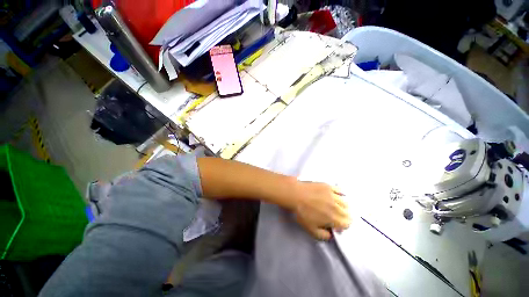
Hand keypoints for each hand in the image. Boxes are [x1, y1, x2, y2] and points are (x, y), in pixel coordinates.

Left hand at [291, 182, 350, 240]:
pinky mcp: (329, 186)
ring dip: (342, 206)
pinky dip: (340, 194)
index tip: (336, 224)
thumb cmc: (302, 212)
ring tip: (334, 206)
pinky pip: (340, 190)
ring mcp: (333, 195)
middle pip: (348, 213)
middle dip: (343, 216)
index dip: (342, 225)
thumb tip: (331, 235)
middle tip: (334, 215)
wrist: (295, 195)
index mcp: (334, 219)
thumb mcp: (311, 230)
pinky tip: (335, 195)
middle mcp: (337, 207)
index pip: (347, 224)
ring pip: (345, 202)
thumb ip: (324, 236)